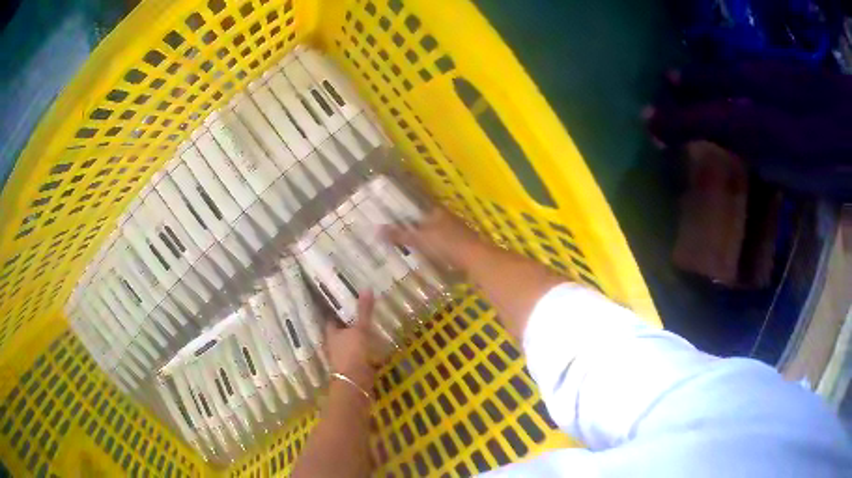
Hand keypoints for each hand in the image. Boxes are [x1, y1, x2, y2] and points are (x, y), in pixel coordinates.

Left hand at [325, 291, 376, 390]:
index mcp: (331, 334)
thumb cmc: (353, 353)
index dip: (336, 310)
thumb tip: (366, 288)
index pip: (331, 319)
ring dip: (356, 338)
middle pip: (340, 332)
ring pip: (349, 344)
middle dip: (348, 324)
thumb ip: (364, 311)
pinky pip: (359, 355)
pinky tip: (375, 346)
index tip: (344, 301)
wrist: (355, 384)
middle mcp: (334, 346)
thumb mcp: (360, 330)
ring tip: (370, 327)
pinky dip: (365, 350)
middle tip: (360, 312)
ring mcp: (343, 358)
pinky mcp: (353, 368)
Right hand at [382, 207, 482, 268]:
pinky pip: (444, 245)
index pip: (419, 208)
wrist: (476, 259)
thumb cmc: (446, 245)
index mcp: (437, 212)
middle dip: (416, 227)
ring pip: (437, 233)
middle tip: (398, 235)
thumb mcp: (419, 239)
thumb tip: (375, 229)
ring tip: (410, 247)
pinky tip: (428, 257)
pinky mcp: (462, 246)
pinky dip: (435, 250)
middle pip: (428, 221)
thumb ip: (399, 235)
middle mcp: (448, 219)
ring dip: (426, 239)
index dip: (406, 213)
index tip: (393, 218)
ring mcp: (457, 232)